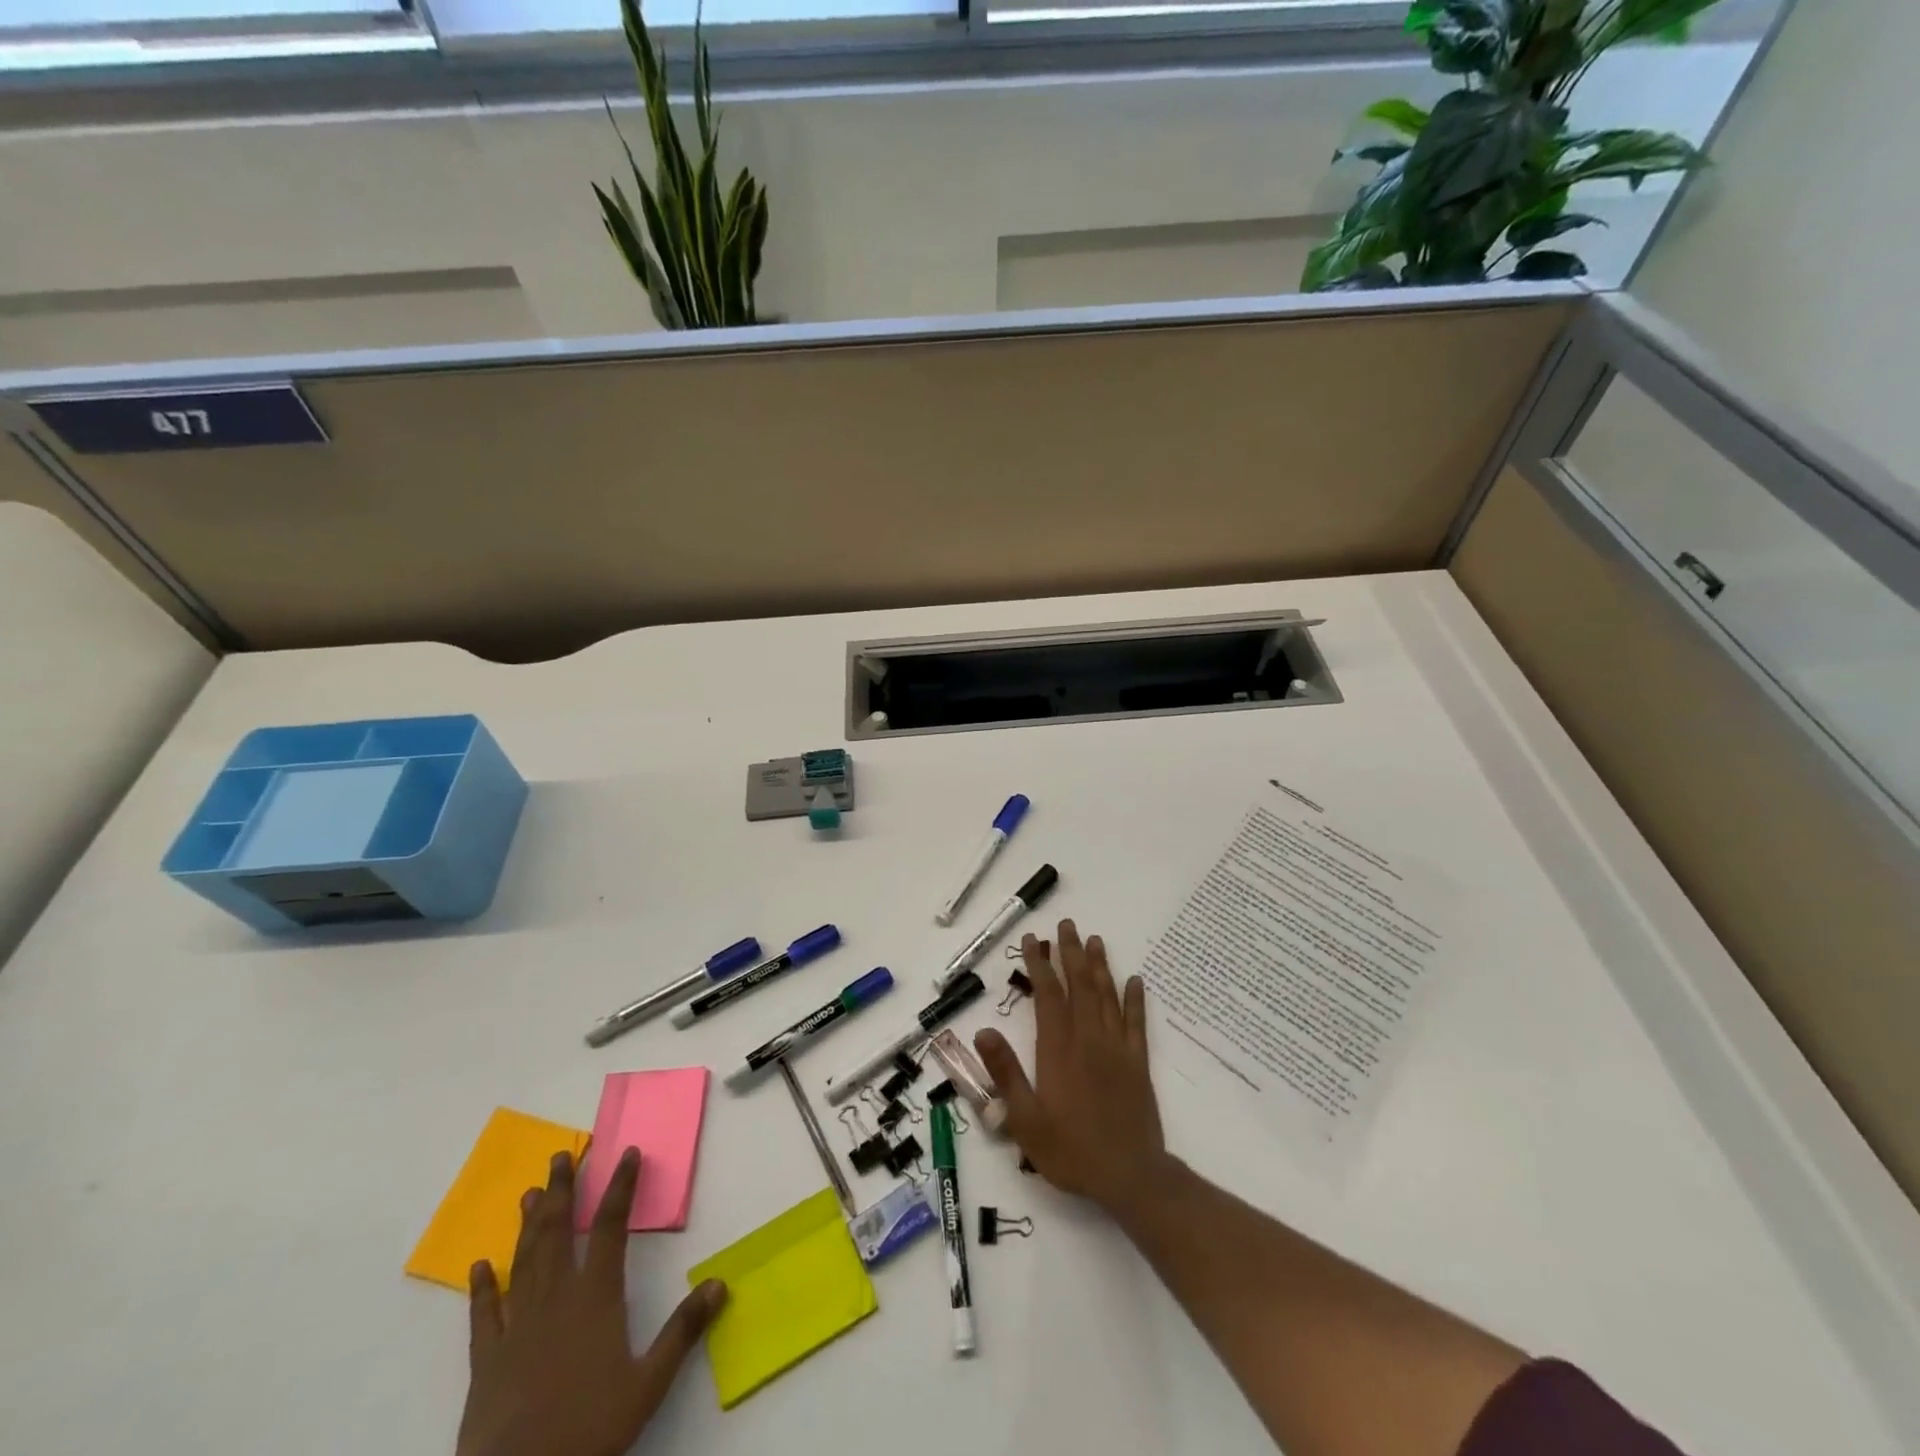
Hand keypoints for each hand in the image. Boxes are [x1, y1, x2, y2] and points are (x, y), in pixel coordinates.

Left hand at [456, 1147, 726, 1455]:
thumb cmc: (590, 1430)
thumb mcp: (649, 1384)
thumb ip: (683, 1331)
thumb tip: (720, 1283)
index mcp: (596, 1298)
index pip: (612, 1226)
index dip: (621, 1186)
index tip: (627, 1152)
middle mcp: (556, 1299)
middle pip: (560, 1232)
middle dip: (564, 1191)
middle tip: (561, 1155)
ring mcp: (517, 1327)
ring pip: (524, 1261)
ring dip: (529, 1224)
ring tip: (531, 1192)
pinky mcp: (487, 1360)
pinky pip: (484, 1315)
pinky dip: (482, 1288)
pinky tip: (479, 1265)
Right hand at [974, 919, 1168, 1219]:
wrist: (1130, 1176)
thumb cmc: (1071, 1150)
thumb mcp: (1025, 1120)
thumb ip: (1005, 1073)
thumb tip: (983, 1030)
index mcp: (1058, 1049)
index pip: (1047, 995)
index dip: (1039, 965)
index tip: (1032, 940)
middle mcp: (1088, 1038)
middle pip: (1079, 985)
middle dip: (1070, 952)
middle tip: (1066, 924)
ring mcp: (1116, 1048)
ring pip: (1107, 996)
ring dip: (1100, 965)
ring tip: (1095, 939)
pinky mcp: (1138, 1063)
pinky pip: (1136, 1022)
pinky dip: (1135, 999)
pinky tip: (1135, 980)